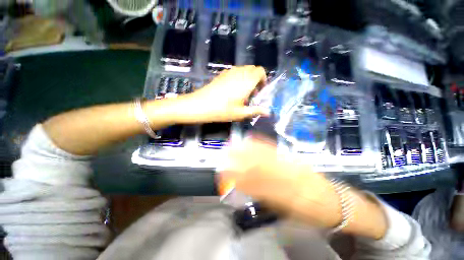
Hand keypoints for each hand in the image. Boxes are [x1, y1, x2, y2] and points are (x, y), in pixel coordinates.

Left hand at [176, 66, 268, 123]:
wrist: (200, 105)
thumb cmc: (222, 110)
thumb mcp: (241, 113)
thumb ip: (256, 110)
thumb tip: (268, 112)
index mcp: (246, 81)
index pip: (260, 71)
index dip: (263, 79)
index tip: (260, 91)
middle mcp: (239, 73)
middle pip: (253, 69)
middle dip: (256, 79)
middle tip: (251, 94)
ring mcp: (229, 72)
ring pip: (243, 70)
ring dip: (247, 78)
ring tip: (242, 93)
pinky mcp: (221, 74)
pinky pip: (235, 71)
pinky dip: (239, 77)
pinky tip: (232, 90)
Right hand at [219, 137, 342, 227]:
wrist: (335, 202)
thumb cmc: (310, 213)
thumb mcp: (286, 211)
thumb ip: (265, 197)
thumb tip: (246, 186)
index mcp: (282, 195)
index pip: (254, 183)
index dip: (237, 176)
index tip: (225, 171)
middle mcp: (285, 178)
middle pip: (258, 166)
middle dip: (239, 159)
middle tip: (225, 154)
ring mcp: (290, 166)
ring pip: (264, 156)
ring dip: (247, 149)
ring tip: (235, 144)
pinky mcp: (294, 159)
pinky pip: (275, 150)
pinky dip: (262, 143)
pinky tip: (253, 138)